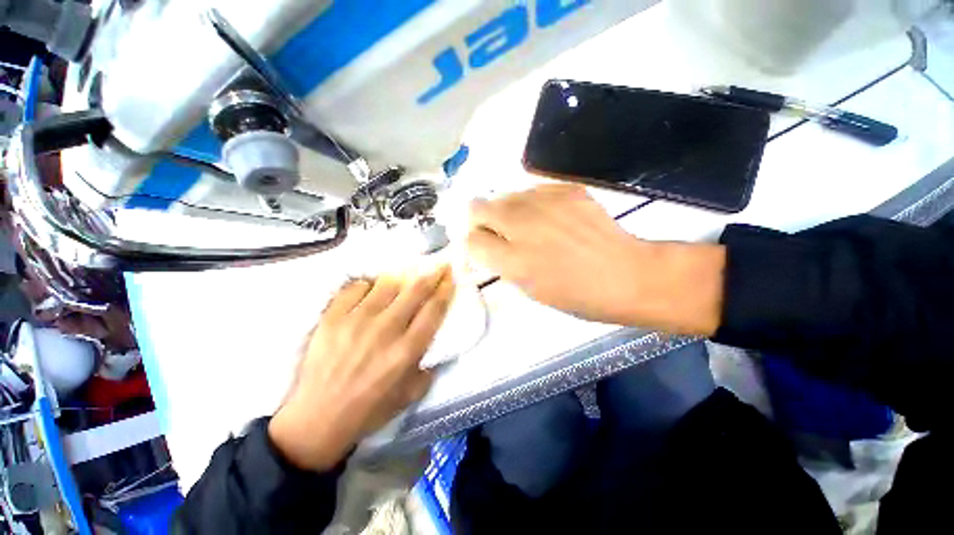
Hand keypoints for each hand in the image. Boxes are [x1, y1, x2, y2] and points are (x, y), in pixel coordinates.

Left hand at [268, 266, 454, 470]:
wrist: (317, 419)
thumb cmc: (369, 409)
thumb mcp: (410, 395)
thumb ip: (428, 369)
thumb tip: (432, 347)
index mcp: (407, 351)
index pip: (433, 310)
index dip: (445, 290)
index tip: (450, 277)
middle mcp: (386, 330)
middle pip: (415, 290)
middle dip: (431, 274)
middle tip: (438, 265)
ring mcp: (357, 321)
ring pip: (386, 284)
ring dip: (401, 278)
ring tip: (403, 279)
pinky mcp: (332, 318)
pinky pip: (355, 288)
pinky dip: (367, 285)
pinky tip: (369, 292)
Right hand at [466, 184, 723, 334]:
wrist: (627, 275)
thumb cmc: (577, 295)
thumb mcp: (530, 289)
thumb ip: (502, 263)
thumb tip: (488, 243)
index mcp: (514, 260)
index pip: (471, 240)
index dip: (474, 243)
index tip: (484, 246)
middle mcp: (523, 225)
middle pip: (478, 207)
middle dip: (480, 219)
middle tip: (497, 232)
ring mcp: (545, 202)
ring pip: (504, 195)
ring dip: (507, 211)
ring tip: (529, 226)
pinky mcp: (566, 190)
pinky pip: (533, 190)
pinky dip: (532, 203)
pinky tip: (551, 218)